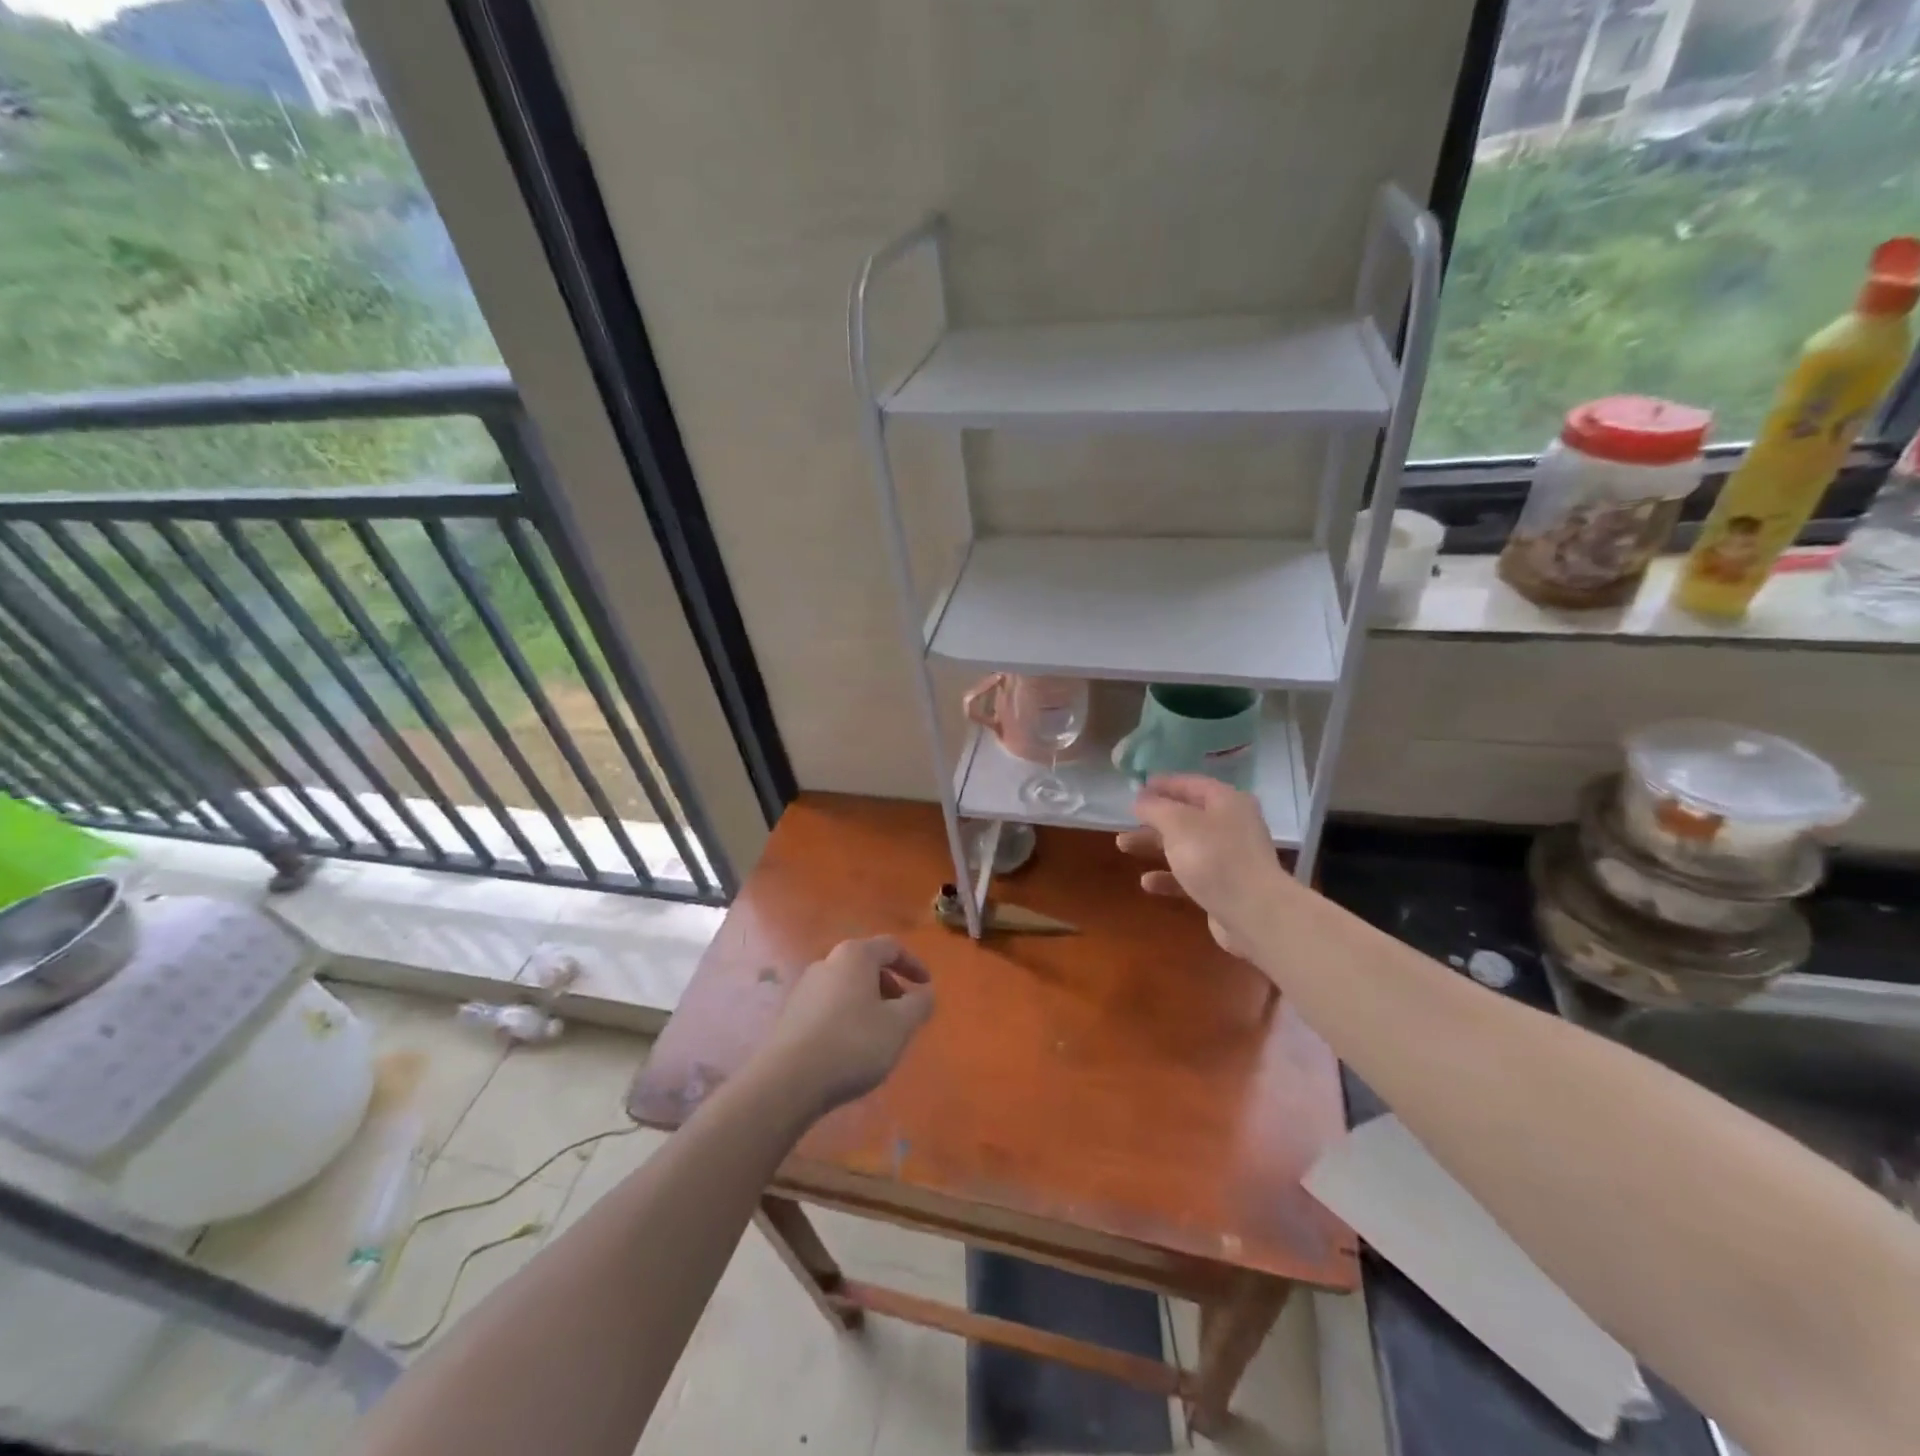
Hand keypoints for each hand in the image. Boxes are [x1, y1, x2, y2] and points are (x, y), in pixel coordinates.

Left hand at [760, 936, 934, 1115]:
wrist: (788, 1080)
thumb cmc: (853, 1043)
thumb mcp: (899, 1026)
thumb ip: (919, 1005)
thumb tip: (926, 993)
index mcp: (855, 955)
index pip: (891, 946)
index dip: (913, 964)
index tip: (927, 986)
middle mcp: (828, 962)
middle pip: (866, 964)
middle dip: (890, 985)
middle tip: (904, 1013)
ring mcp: (805, 987)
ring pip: (847, 986)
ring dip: (869, 1002)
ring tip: (879, 1034)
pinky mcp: (791, 1014)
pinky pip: (829, 1005)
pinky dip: (847, 1016)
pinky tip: (851, 1047)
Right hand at [1116, 775, 1288, 957]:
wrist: (1253, 913)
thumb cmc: (1214, 857)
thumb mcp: (1177, 823)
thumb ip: (1155, 807)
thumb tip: (1141, 799)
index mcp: (1227, 802)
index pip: (1191, 784)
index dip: (1163, 784)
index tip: (1136, 788)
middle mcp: (1231, 825)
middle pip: (1185, 816)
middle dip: (1152, 819)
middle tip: (1125, 820)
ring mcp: (1229, 858)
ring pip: (1184, 845)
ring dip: (1154, 845)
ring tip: (1123, 846)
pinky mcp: (1224, 887)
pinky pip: (1190, 875)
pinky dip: (1168, 876)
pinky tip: (1147, 883)